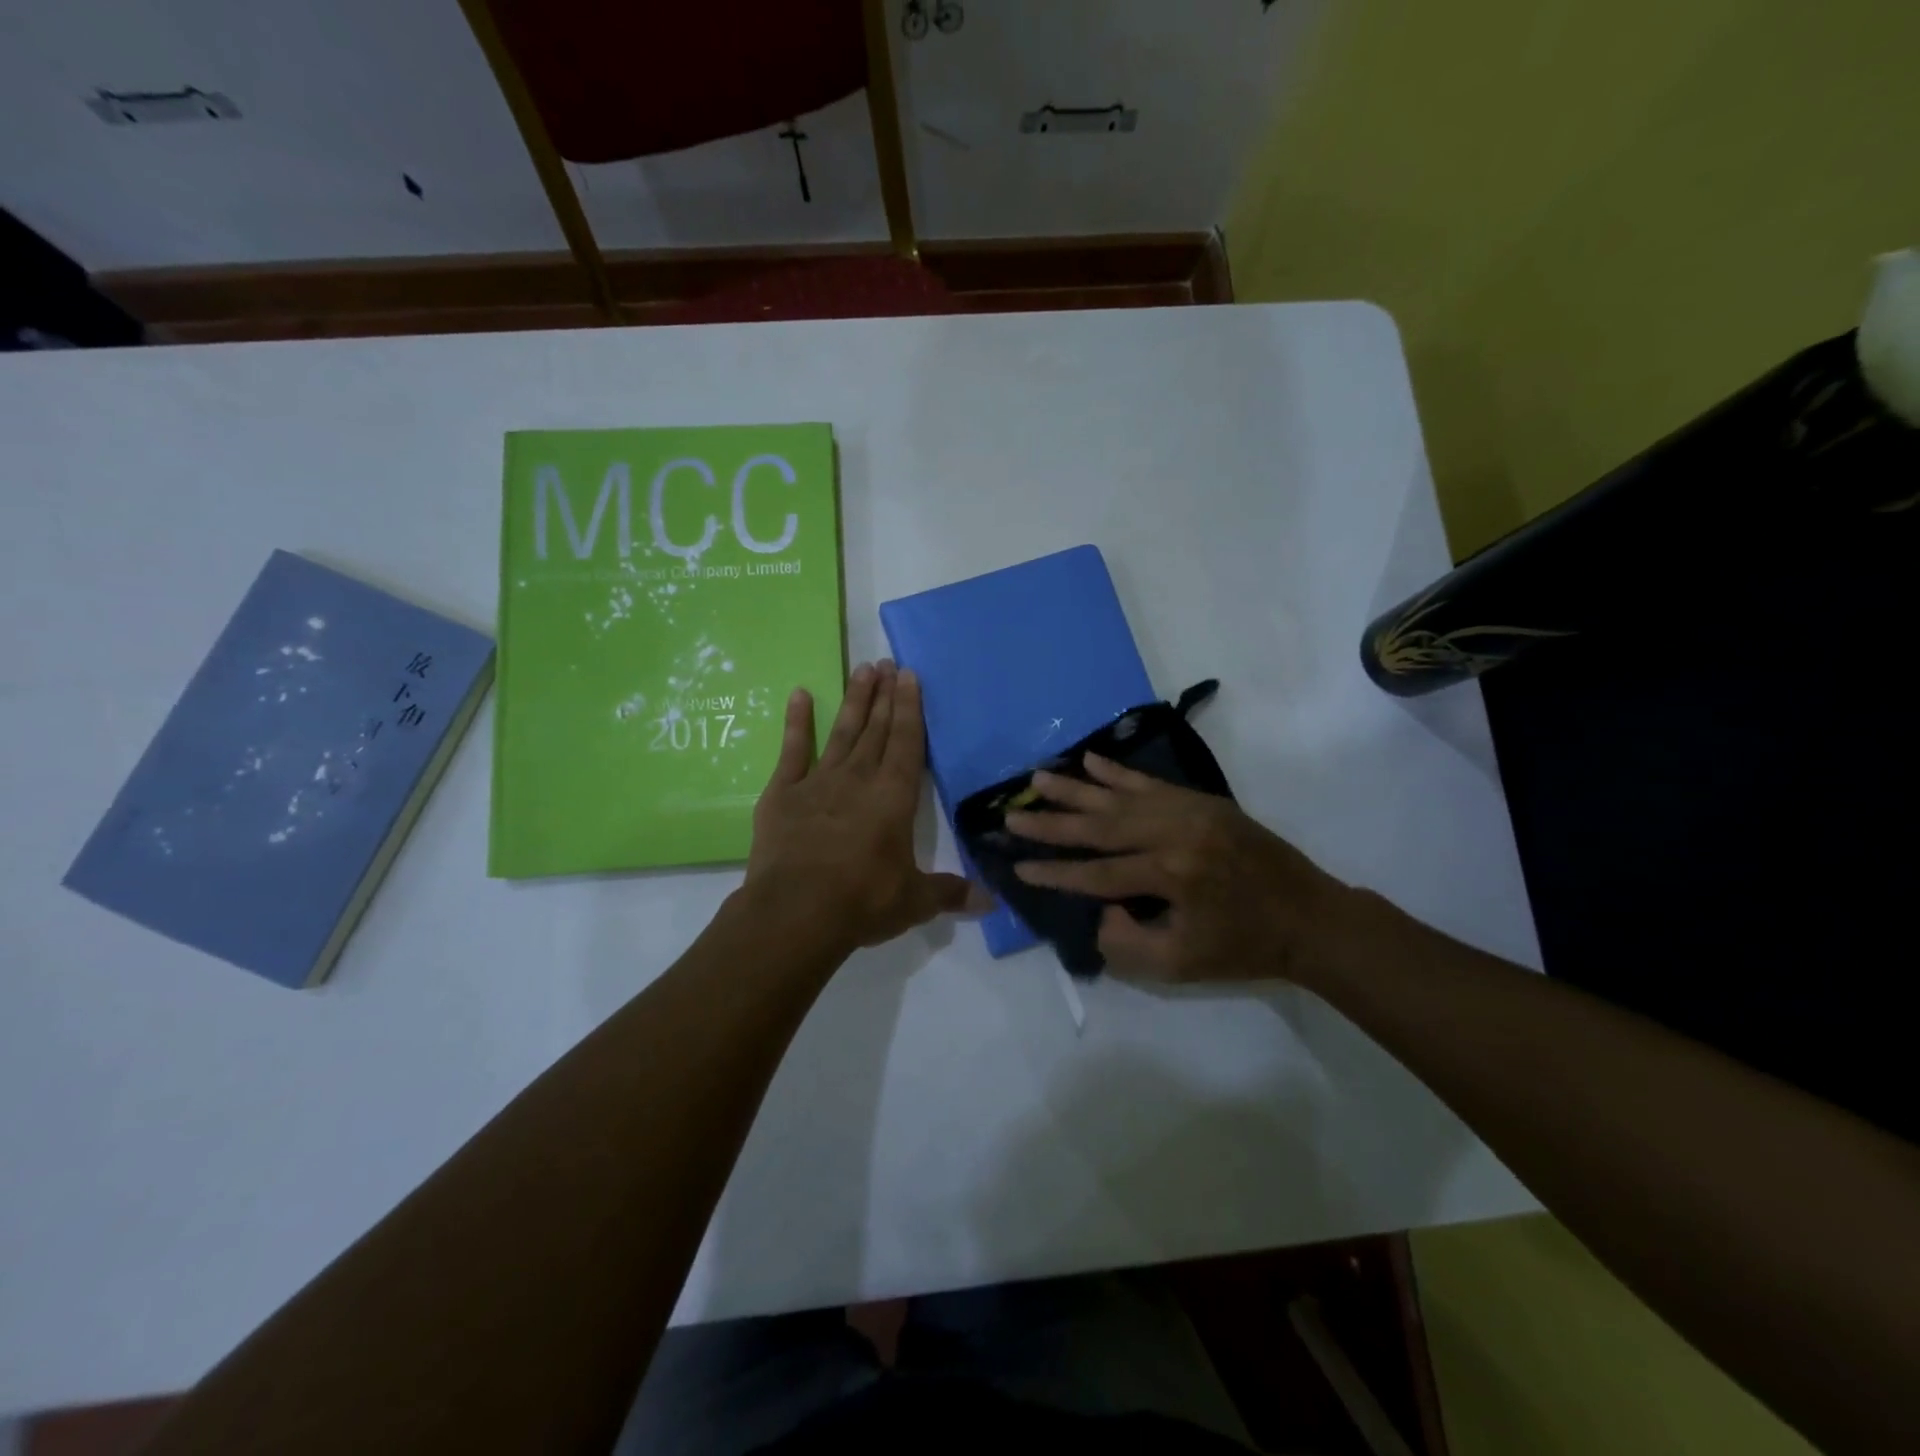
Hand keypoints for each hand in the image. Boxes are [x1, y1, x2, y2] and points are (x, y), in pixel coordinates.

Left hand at [745, 660, 982, 955]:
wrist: (796, 913)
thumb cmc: (862, 902)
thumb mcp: (914, 901)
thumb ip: (950, 893)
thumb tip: (991, 903)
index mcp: (894, 798)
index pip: (906, 743)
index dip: (909, 708)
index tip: (909, 676)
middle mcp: (859, 779)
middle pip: (876, 729)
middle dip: (884, 695)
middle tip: (887, 662)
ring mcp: (818, 782)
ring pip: (842, 732)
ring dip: (854, 700)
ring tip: (862, 669)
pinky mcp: (783, 793)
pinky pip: (792, 750)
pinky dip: (797, 722)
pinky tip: (799, 695)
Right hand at [1006, 753, 1355, 985]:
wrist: (1309, 917)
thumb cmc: (1244, 947)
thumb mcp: (1181, 965)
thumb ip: (1126, 943)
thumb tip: (1102, 907)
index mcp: (1170, 874)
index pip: (1097, 872)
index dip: (1055, 873)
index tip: (1018, 867)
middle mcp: (1174, 833)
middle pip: (1099, 826)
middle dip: (1051, 824)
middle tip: (1012, 815)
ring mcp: (1188, 811)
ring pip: (1119, 798)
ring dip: (1075, 789)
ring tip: (1036, 779)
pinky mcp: (1201, 801)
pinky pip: (1150, 782)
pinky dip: (1116, 772)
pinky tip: (1089, 760)